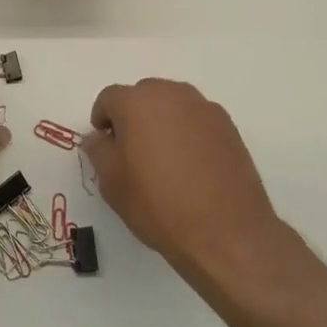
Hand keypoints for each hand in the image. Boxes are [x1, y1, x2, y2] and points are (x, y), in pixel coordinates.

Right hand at [83, 78, 282, 280]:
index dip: (102, 119)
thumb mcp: (113, 183)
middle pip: (142, 95)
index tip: (104, 144)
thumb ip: (98, 151)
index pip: (109, 98)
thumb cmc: (159, 205)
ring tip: (163, 158)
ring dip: (161, 121)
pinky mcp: (228, 125)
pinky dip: (187, 132)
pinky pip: (196, 119)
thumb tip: (98, 137)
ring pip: (172, 104)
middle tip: (132, 151)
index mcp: (137, 102)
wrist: (226, 232)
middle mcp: (171, 94)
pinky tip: (191, 165)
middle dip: (132, 116)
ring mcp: (203, 108)